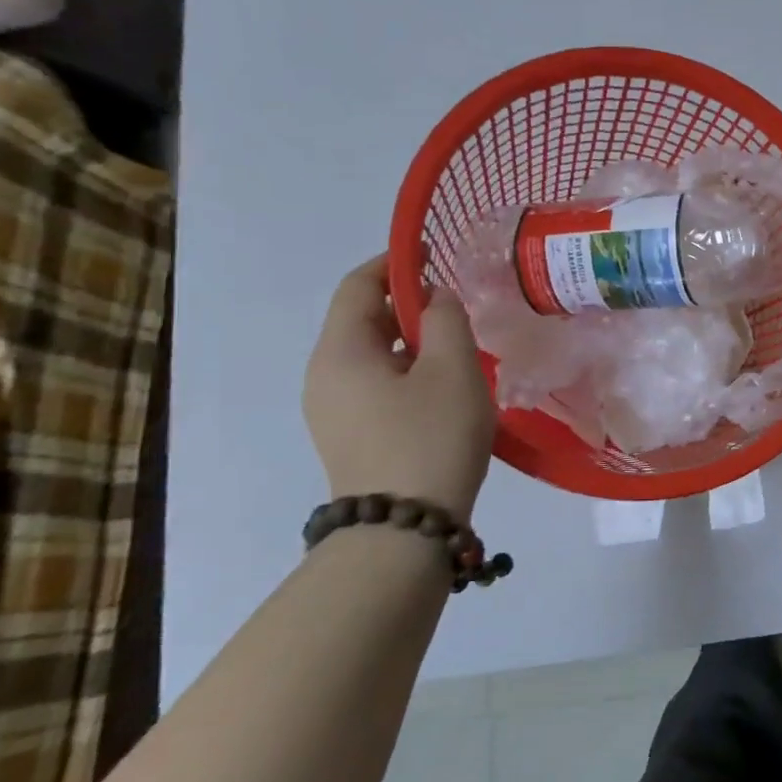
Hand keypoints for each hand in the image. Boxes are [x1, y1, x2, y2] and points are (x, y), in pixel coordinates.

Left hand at [303, 255, 495, 521]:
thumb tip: (436, 299)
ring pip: (371, 354)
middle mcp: (323, 375)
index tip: (434, 253)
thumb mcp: (452, 367)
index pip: (358, 286)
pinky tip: (443, 386)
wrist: (404, 529)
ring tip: (457, 345)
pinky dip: (405, 369)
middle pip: (361, 319)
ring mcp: (331, 410)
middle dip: (407, 302)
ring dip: (411, 339)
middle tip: (457, 304)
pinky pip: (374, 384)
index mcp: (340, 351)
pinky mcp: (348, 435)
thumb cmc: (430, 436)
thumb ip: (445, 318)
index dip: (395, 262)